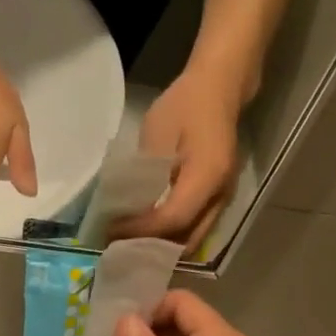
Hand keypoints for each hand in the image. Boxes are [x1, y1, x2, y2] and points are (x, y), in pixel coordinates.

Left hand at [111, 71, 241, 254]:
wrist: (219, 88)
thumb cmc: (185, 105)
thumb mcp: (157, 133)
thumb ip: (146, 174)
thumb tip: (129, 209)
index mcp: (207, 176)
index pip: (173, 219)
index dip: (141, 230)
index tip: (113, 230)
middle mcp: (220, 196)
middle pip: (186, 239)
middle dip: (152, 247)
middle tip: (119, 244)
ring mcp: (222, 200)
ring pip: (192, 238)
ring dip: (162, 245)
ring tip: (131, 241)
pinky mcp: (218, 199)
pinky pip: (195, 228)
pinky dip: (171, 235)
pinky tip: (148, 230)